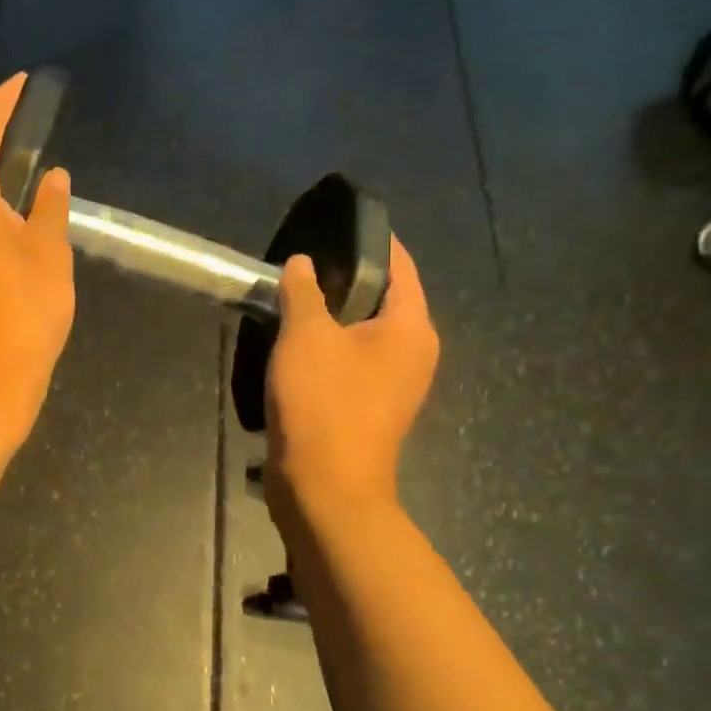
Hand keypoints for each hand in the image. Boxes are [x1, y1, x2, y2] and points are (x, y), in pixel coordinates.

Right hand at [264, 235, 437, 535]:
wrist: (325, 486)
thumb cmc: (323, 403)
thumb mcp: (305, 336)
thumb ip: (304, 291)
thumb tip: (303, 263)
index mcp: (411, 327)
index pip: (401, 265)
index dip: (373, 240)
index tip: (338, 224)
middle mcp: (414, 351)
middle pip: (385, 297)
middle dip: (347, 276)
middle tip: (305, 260)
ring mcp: (396, 382)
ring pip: (367, 330)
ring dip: (335, 312)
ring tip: (296, 293)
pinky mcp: (373, 404)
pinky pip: (356, 357)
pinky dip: (333, 342)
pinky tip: (298, 338)